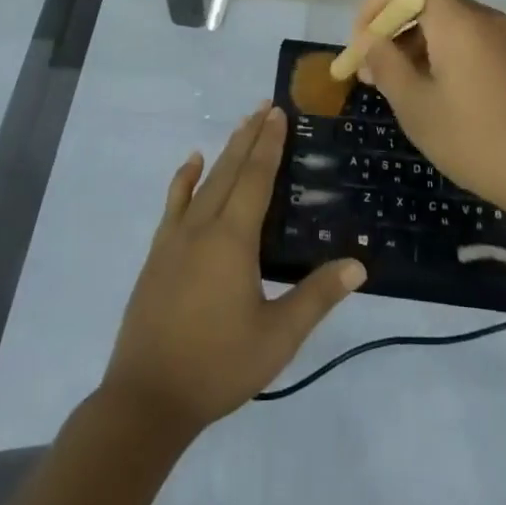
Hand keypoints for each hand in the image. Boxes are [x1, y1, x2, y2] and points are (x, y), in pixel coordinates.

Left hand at [103, 103, 365, 436]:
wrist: (147, 398)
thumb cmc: (218, 366)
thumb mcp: (277, 337)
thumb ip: (316, 297)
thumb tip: (358, 265)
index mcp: (233, 239)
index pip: (256, 178)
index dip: (269, 144)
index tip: (278, 112)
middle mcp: (203, 226)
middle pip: (230, 170)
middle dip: (249, 136)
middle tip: (265, 106)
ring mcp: (175, 237)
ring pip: (204, 181)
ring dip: (224, 152)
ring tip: (241, 126)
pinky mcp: (157, 253)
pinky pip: (173, 203)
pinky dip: (184, 178)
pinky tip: (191, 163)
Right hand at [354, 0, 505, 218]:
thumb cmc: (476, 139)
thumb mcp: (416, 106)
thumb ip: (386, 65)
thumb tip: (369, 41)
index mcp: (456, 18)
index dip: (376, 0)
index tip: (362, 41)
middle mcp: (479, 16)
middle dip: (389, 26)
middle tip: (368, 69)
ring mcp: (498, 37)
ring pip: (441, 21)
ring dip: (410, 44)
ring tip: (390, 86)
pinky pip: (461, 39)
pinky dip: (434, 54)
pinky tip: (424, 93)